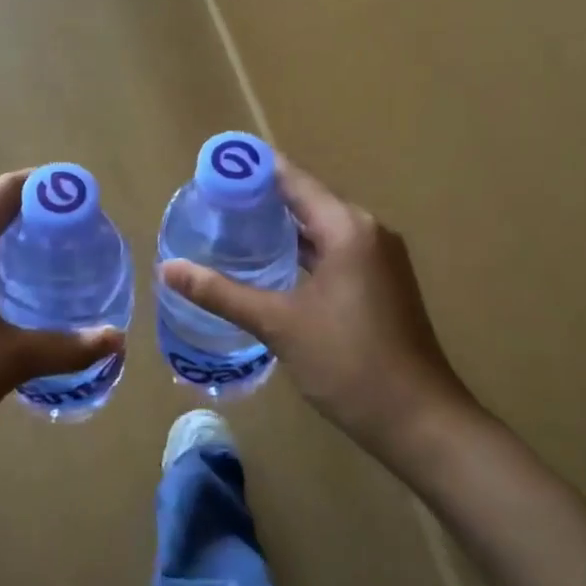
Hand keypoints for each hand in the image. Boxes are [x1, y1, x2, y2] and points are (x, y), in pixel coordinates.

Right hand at [160, 157, 481, 465]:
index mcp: (348, 228)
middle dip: (263, 199)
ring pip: (322, 229)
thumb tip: (167, 269)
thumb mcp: (278, 324)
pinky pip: (334, 252)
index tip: (215, 166)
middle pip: (308, 200)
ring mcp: (379, 259)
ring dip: (282, 227)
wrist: (418, 420)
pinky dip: (302, 251)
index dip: (254, 170)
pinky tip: (271, 264)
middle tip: (213, 201)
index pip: (294, 180)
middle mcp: (368, 232)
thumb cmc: (348, 363)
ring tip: (233, 227)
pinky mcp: (381, 284)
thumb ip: (221, 293)